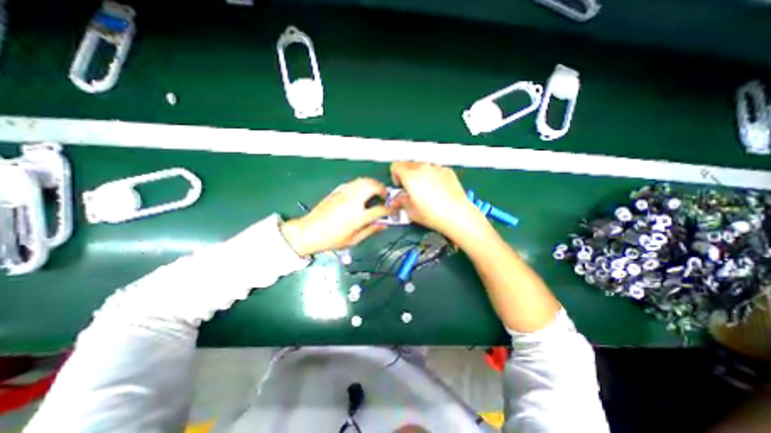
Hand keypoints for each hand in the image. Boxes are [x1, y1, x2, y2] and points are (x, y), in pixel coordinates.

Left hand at [281, 178, 391, 254]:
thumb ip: (371, 230)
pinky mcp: (338, 191)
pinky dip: (362, 184)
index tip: (392, 209)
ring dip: (373, 184)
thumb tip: (383, 225)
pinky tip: (362, 191)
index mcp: (358, 216)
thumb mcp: (354, 240)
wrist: (309, 231)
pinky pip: (354, 183)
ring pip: (363, 181)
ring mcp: (345, 194)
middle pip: (373, 187)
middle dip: (383, 189)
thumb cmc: (332, 239)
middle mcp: (353, 202)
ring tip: (375, 191)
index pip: (380, 209)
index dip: (389, 209)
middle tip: (385, 196)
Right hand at [392, 163, 485, 242]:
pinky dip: (432, 175)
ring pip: (422, 165)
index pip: (396, 166)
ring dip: (419, 174)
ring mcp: (436, 168)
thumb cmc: (433, 214)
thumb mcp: (411, 211)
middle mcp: (423, 168)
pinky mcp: (448, 171)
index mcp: (410, 176)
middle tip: (409, 187)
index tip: (399, 185)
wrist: (457, 215)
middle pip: (408, 163)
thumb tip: (399, 199)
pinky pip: (435, 169)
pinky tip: (436, 189)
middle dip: (406, 173)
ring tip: (424, 189)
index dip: (394, 176)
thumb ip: (401, 202)